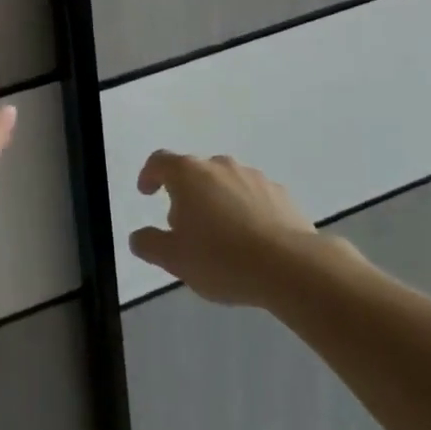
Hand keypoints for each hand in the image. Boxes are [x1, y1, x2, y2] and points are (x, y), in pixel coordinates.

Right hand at [129, 150, 319, 305]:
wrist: (292, 267)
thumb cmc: (222, 259)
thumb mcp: (174, 259)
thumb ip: (149, 244)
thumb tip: (138, 237)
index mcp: (188, 174)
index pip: (159, 162)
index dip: (149, 175)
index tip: (146, 193)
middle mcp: (219, 166)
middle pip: (193, 172)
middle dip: (185, 195)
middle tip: (184, 227)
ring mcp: (253, 177)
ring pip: (225, 183)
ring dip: (217, 201)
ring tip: (221, 236)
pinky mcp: (281, 194)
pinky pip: (253, 196)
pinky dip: (245, 210)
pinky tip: (251, 239)